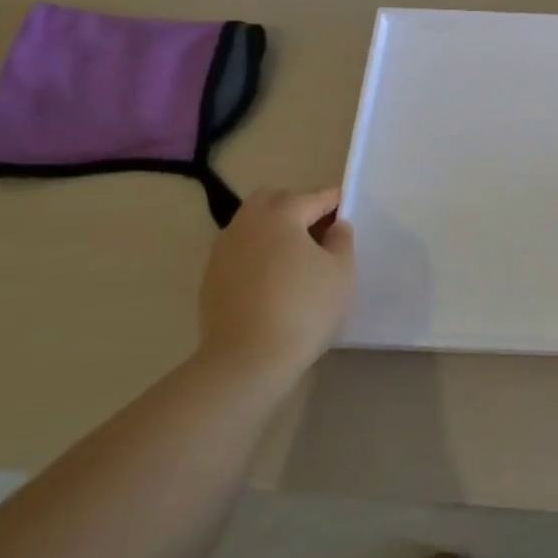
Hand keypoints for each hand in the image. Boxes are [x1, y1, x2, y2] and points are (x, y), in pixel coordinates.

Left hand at [198, 187, 353, 380]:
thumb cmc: (304, 309)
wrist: (247, 359)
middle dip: (295, 205)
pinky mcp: (211, 278)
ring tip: (295, 253)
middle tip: (317, 227)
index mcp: (281, 216)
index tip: (346, 205)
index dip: (332, 200)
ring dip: (272, 228)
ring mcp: (223, 251)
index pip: (312, 198)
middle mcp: (246, 224)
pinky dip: (257, 252)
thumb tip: (334, 226)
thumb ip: (341, 240)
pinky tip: (272, 277)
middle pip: (272, 200)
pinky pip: (239, 251)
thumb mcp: (341, 272)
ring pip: (250, 224)